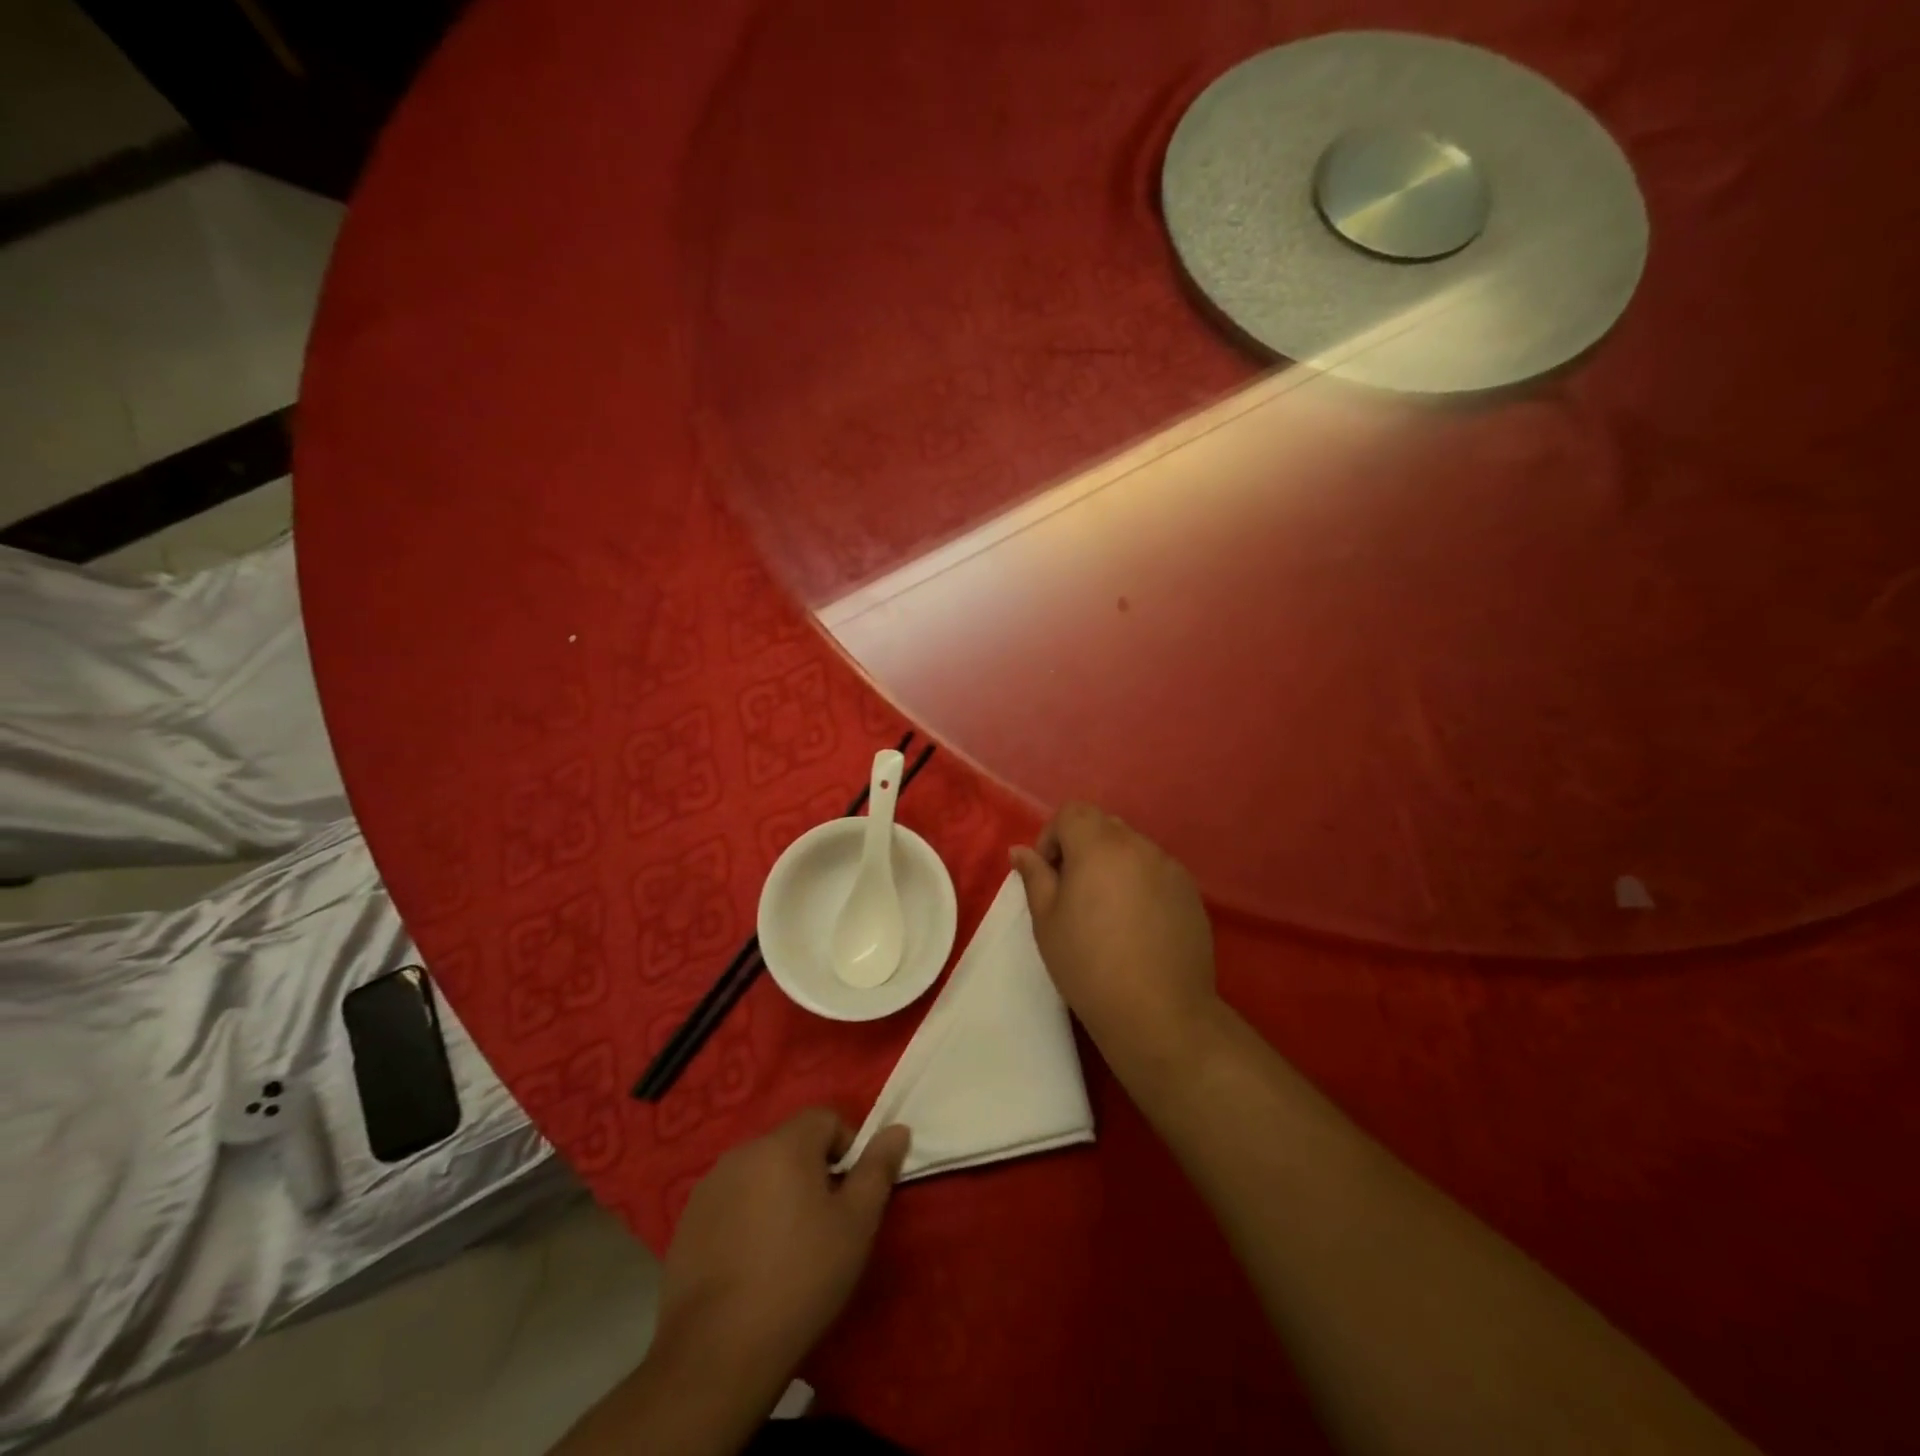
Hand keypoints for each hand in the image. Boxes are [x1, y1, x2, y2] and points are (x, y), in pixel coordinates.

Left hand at [656, 1109, 909, 1390]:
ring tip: (786, 1248)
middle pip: (790, 1144)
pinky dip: (746, 1219)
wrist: (717, 1354)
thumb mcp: (856, 1225)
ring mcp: (708, 1187)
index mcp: (785, 1144)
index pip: (825, 1118)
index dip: (846, 1148)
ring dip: (778, 1194)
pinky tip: (751, 1265)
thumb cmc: (801, 1280)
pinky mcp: (686, 1223)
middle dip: (812, 1172)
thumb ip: (878, 1169)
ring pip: (759, 1173)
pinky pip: (730, 1203)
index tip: (851, 1194)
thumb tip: (898, 1128)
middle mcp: (743, 1152)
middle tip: (824, 1224)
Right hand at [1012, 803, 1220, 1080]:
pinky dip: (1140, 884)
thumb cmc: (1089, 965)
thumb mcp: (1047, 921)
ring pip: (1132, 849)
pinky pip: (1157, 872)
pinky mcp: (1191, 893)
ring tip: (1107, 912)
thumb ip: (1035, 877)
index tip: (1049, 875)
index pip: (1072, 812)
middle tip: (1073, 892)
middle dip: (1082, 847)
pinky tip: (1137, 926)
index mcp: (1100, 846)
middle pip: (1103, 825)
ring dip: (1113, 865)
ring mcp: (1171, 868)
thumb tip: (1020, 851)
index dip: (1053, 837)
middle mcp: (1139, 846)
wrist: (1158, 1012)